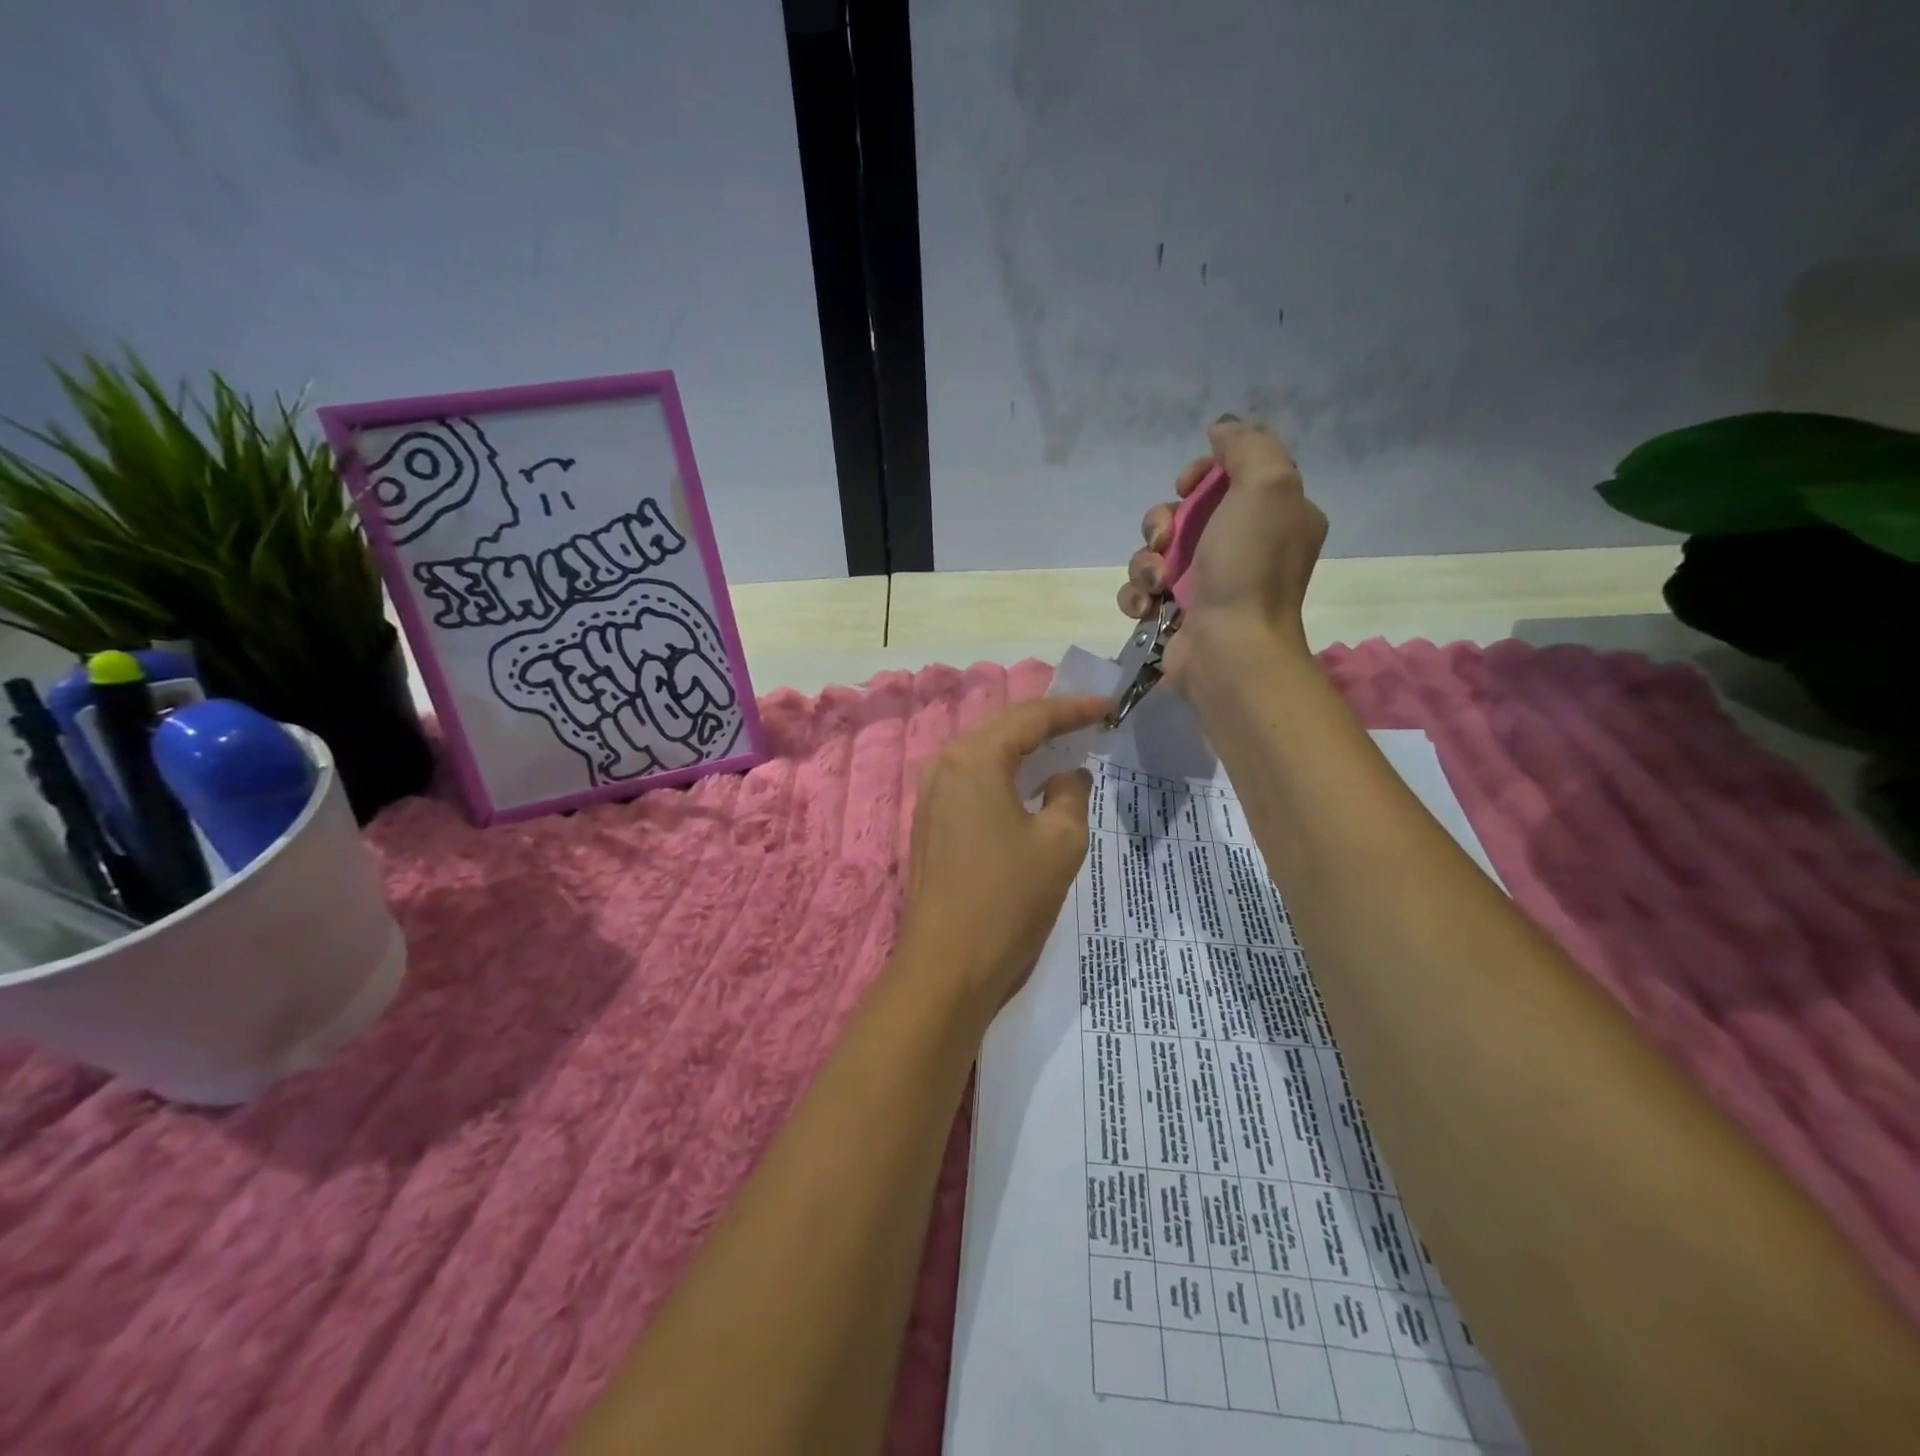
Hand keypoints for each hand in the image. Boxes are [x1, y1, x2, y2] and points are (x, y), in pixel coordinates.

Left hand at [896, 695, 1108, 1015]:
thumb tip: (1066, 775)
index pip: (1030, 717)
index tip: (1110, 707)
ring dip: (1026, 750)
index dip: (1074, 709)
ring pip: (986, 756)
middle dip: (1049, 724)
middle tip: (1091, 722)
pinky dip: (1006, 776)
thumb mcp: (1059, 843)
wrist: (946, 967)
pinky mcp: (930, 824)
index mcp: (974, 760)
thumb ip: (1070, 795)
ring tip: (1067, 747)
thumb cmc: (1007, 901)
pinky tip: (1030, 786)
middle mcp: (944, 766)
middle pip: (1003, 730)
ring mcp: (931, 796)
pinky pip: (973, 782)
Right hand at [1116, 415, 1327, 687]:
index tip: (1187, 484)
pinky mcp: (1177, 614)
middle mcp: (1243, 547)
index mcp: (1274, 516)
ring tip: (1158, 584)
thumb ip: (1248, 446)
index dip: (1200, 475)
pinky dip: (1139, 596)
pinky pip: (1143, 590)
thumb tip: (1222, 429)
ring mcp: (1208, 584)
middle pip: (1183, 513)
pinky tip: (1148, 608)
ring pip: (1156, 552)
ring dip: (1145, 563)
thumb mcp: (1267, 486)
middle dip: (1162, 522)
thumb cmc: (1250, 567)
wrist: (1230, 650)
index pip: (1229, 476)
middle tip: (1165, 541)